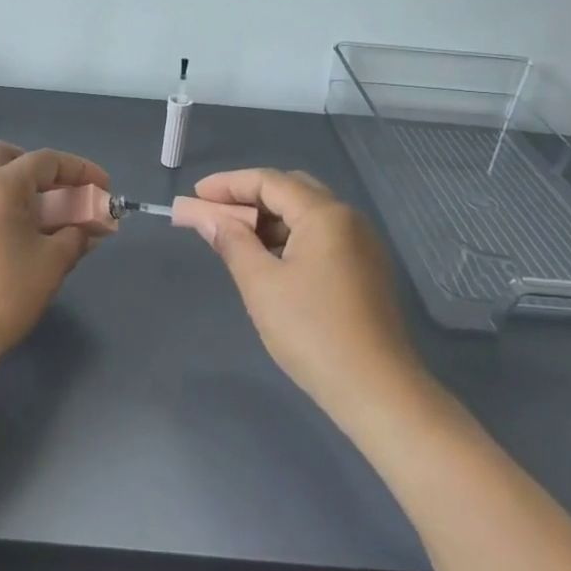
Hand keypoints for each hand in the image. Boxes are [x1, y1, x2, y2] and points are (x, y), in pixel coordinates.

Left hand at [0, 141, 109, 385]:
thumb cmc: (2, 296)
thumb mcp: (50, 265)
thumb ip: (75, 237)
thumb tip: (86, 229)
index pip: (46, 160)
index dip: (80, 170)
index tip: (103, 188)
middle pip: (4, 155)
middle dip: (34, 168)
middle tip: (55, 194)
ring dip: (9, 187)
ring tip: (31, 222)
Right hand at [190, 168, 424, 420]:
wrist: (376, 390)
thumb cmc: (312, 331)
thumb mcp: (261, 284)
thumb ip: (231, 242)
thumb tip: (206, 217)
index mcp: (325, 215)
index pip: (269, 181)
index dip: (227, 184)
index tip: (194, 195)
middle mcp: (348, 219)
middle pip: (291, 191)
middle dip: (248, 198)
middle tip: (213, 214)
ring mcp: (362, 245)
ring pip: (306, 216)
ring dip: (268, 220)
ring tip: (234, 240)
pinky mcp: (365, 270)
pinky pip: (320, 238)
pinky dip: (289, 239)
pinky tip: (268, 261)